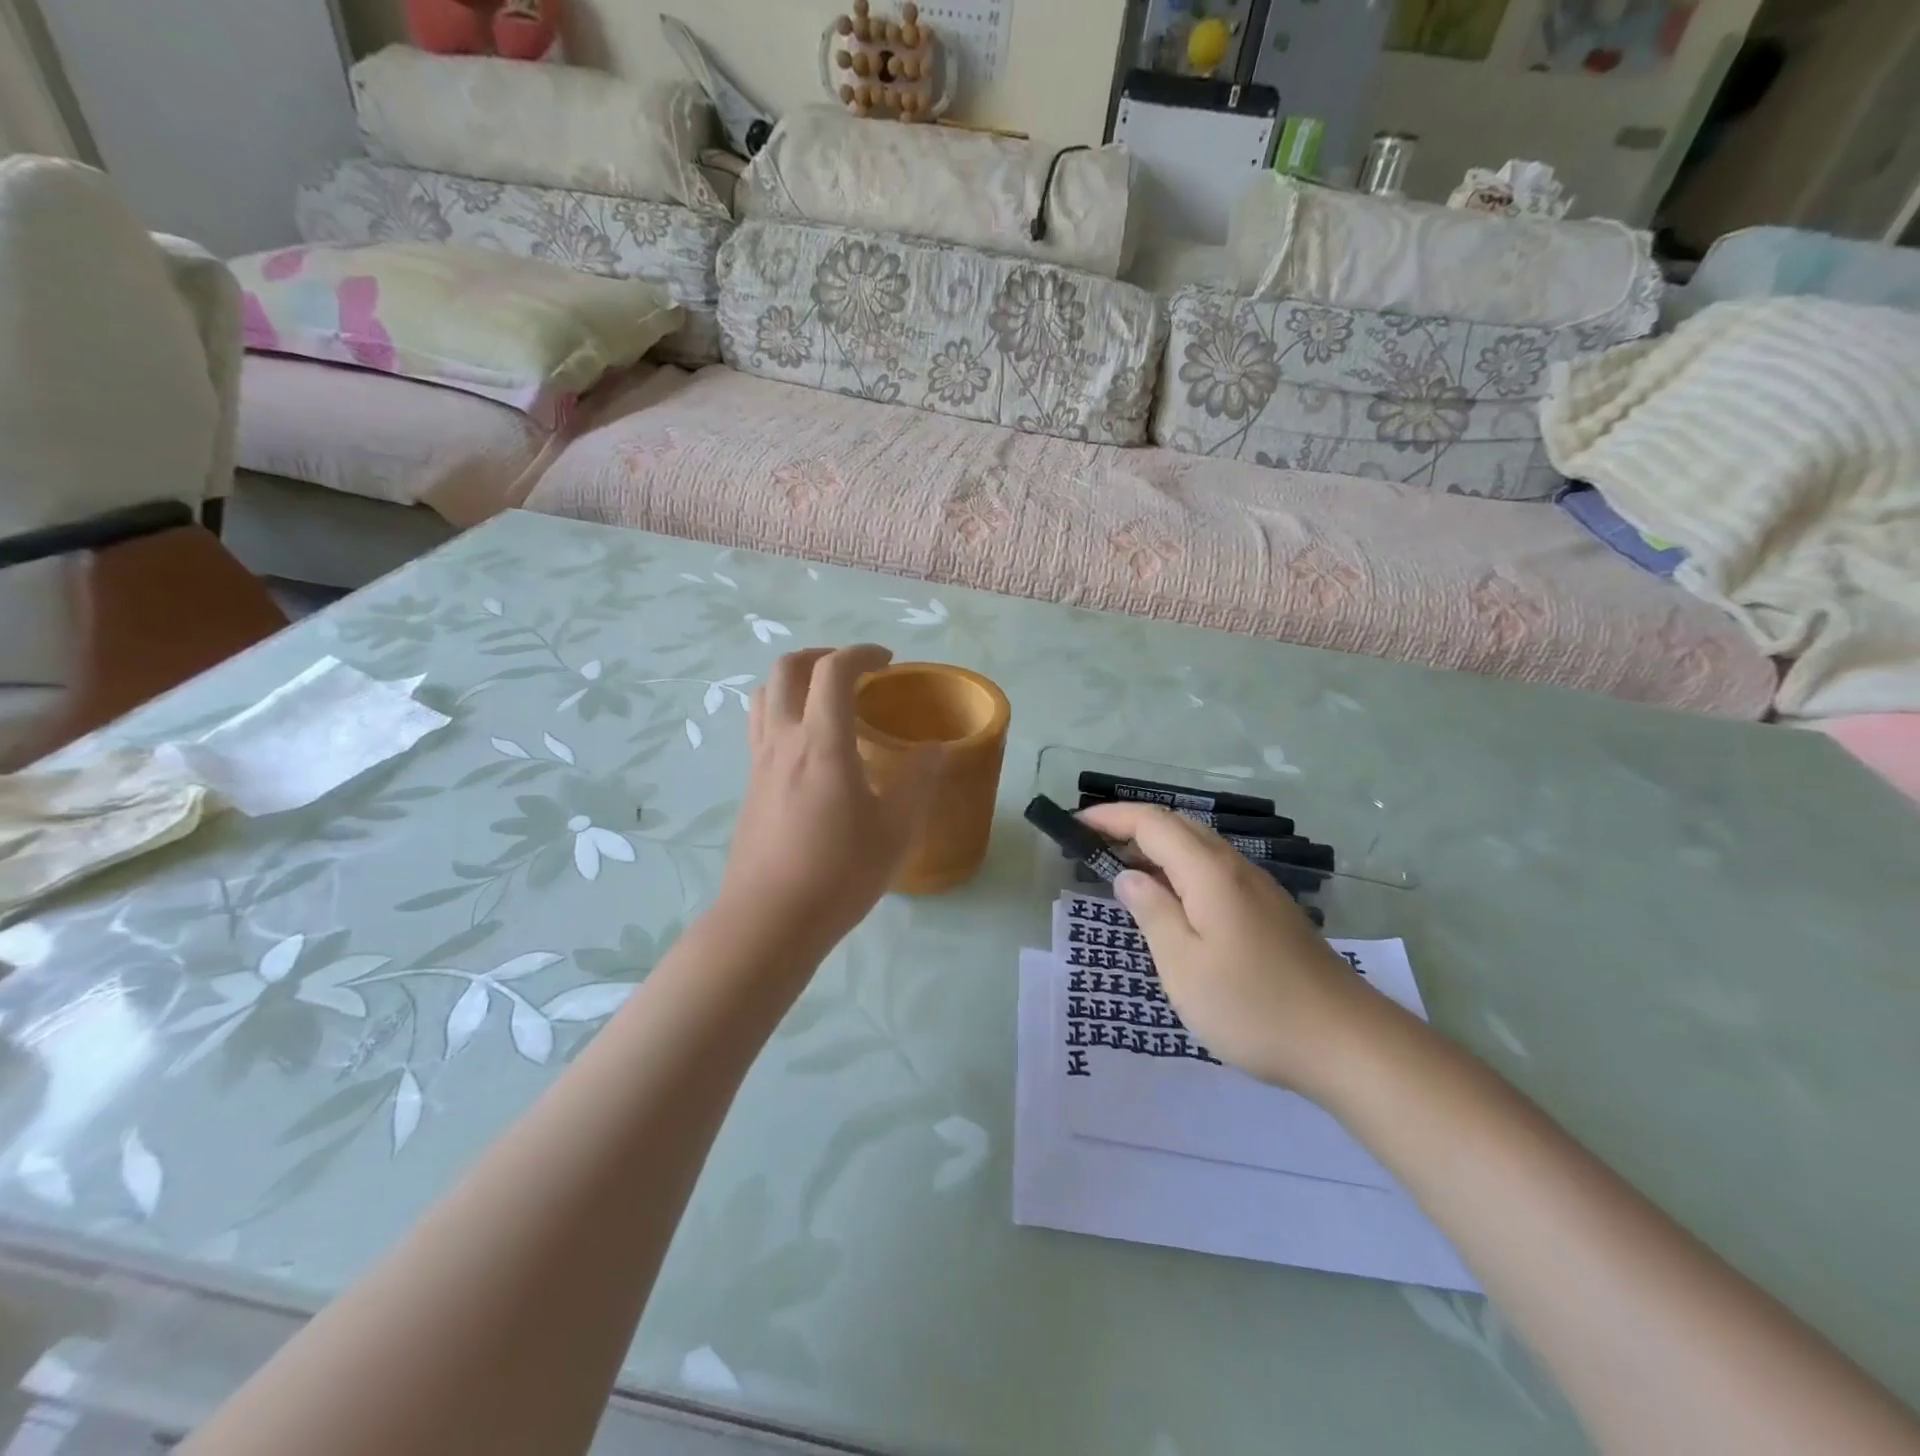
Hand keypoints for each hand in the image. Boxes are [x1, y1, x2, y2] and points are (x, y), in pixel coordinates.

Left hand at [718, 645, 940, 952]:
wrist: (769, 920)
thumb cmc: (839, 874)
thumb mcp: (897, 830)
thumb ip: (919, 781)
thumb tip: (935, 750)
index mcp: (821, 743)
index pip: (834, 670)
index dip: (862, 653)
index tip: (889, 662)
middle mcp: (783, 740)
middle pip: (788, 668)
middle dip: (822, 655)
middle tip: (855, 672)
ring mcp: (759, 762)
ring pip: (765, 694)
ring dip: (796, 681)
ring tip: (827, 701)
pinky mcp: (750, 786)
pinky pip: (761, 726)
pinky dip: (784, 712)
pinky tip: (810, 748)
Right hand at [1078, 802, 1380, 1094]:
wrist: (1347, 1043)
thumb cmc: (1253, 1007)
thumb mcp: (1184, 965)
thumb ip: (1152, 912)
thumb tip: (1129, 876)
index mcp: (1210, 873)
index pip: (1152, 823)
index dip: (1111, 817)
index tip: (1075, 824)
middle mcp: (1236, 868)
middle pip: (1178, 826)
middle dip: (1132, 825)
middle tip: (1093, 845)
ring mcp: (1259, 889)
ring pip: (1199, 848)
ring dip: (1157, 847)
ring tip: (1124, 869)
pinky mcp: (1271, 912)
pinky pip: (1215, 871)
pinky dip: (1181, 869)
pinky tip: (1173, 902)